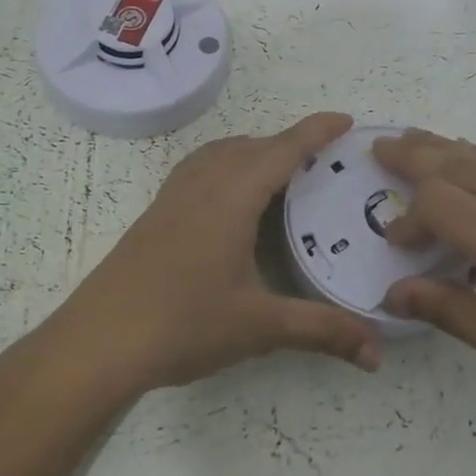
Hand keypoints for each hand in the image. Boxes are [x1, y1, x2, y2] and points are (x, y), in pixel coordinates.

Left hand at [53, 114, 382, 391]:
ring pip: (222, 153)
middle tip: (325, 161)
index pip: (283, 149)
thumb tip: (379, 354)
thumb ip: (322, 331)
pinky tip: (231, 198)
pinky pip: (201, 168)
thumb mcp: (260, 326)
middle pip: (253, 145)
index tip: (347, 120)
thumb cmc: (182, 324)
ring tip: (283, 173)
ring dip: (255, 151)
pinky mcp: (157, 212)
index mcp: (233, 196)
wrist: (97, 342)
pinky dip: (228, 165)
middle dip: (291, 143)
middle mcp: (203, 183)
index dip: (316, 131)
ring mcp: (174, 196)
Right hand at [372, 129, 475, 443]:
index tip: (398, 245)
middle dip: (416, 154)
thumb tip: (395, 290)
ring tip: (415, 143)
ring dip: (448, 151)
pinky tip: (475, 174)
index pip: (441, 202)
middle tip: (380, 147)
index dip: (409, 216)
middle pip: (462, 163)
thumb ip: (453, 313)